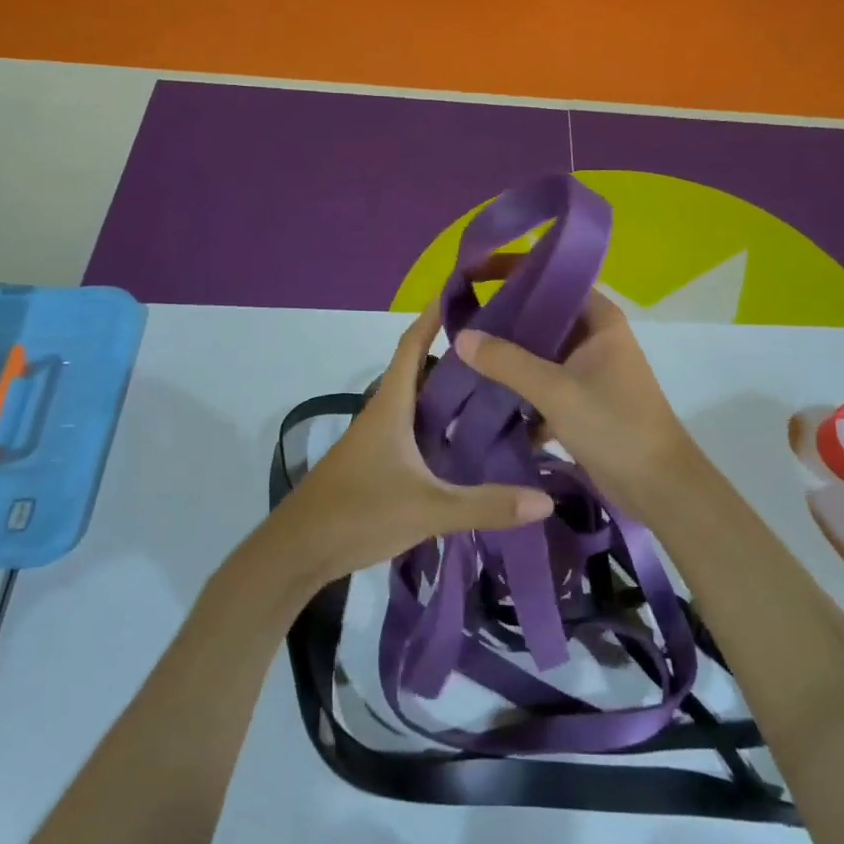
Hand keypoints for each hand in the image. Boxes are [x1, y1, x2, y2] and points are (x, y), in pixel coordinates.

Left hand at [267, 304, 554, 589]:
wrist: (297, 552)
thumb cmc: (358, 513)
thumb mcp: (428, 509)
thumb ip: (486, 505)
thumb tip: (546, 500)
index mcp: (391, 406)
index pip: (412, 344)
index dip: (434, 315)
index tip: (464, 291)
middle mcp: (384, 413)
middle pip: (421, 370)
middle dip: (456, 354)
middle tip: (502, 347)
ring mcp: (378, 440)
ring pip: (419, 403)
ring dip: (449, 391)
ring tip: (497, 389)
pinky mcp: (377, 464)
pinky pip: (415, 430)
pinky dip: (440, 425)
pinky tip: (466, 442)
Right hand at [453, 287, 706, 521]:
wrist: (658, 487)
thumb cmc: (614, 425)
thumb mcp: (556, 390)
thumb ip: (507, 361)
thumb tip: (460, 337)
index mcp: (598, 319)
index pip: (551, 278)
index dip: (513, 271)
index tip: (472, 273)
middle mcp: (594, 337)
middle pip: (540, 316)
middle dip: (501, 320)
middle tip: (457, 319)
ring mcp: (588, 371)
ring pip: (538, 354)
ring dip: (506, 359)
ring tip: (462, 359)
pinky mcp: (581, 402)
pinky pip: (542, 386)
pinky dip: (519, 392)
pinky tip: (483, 401)